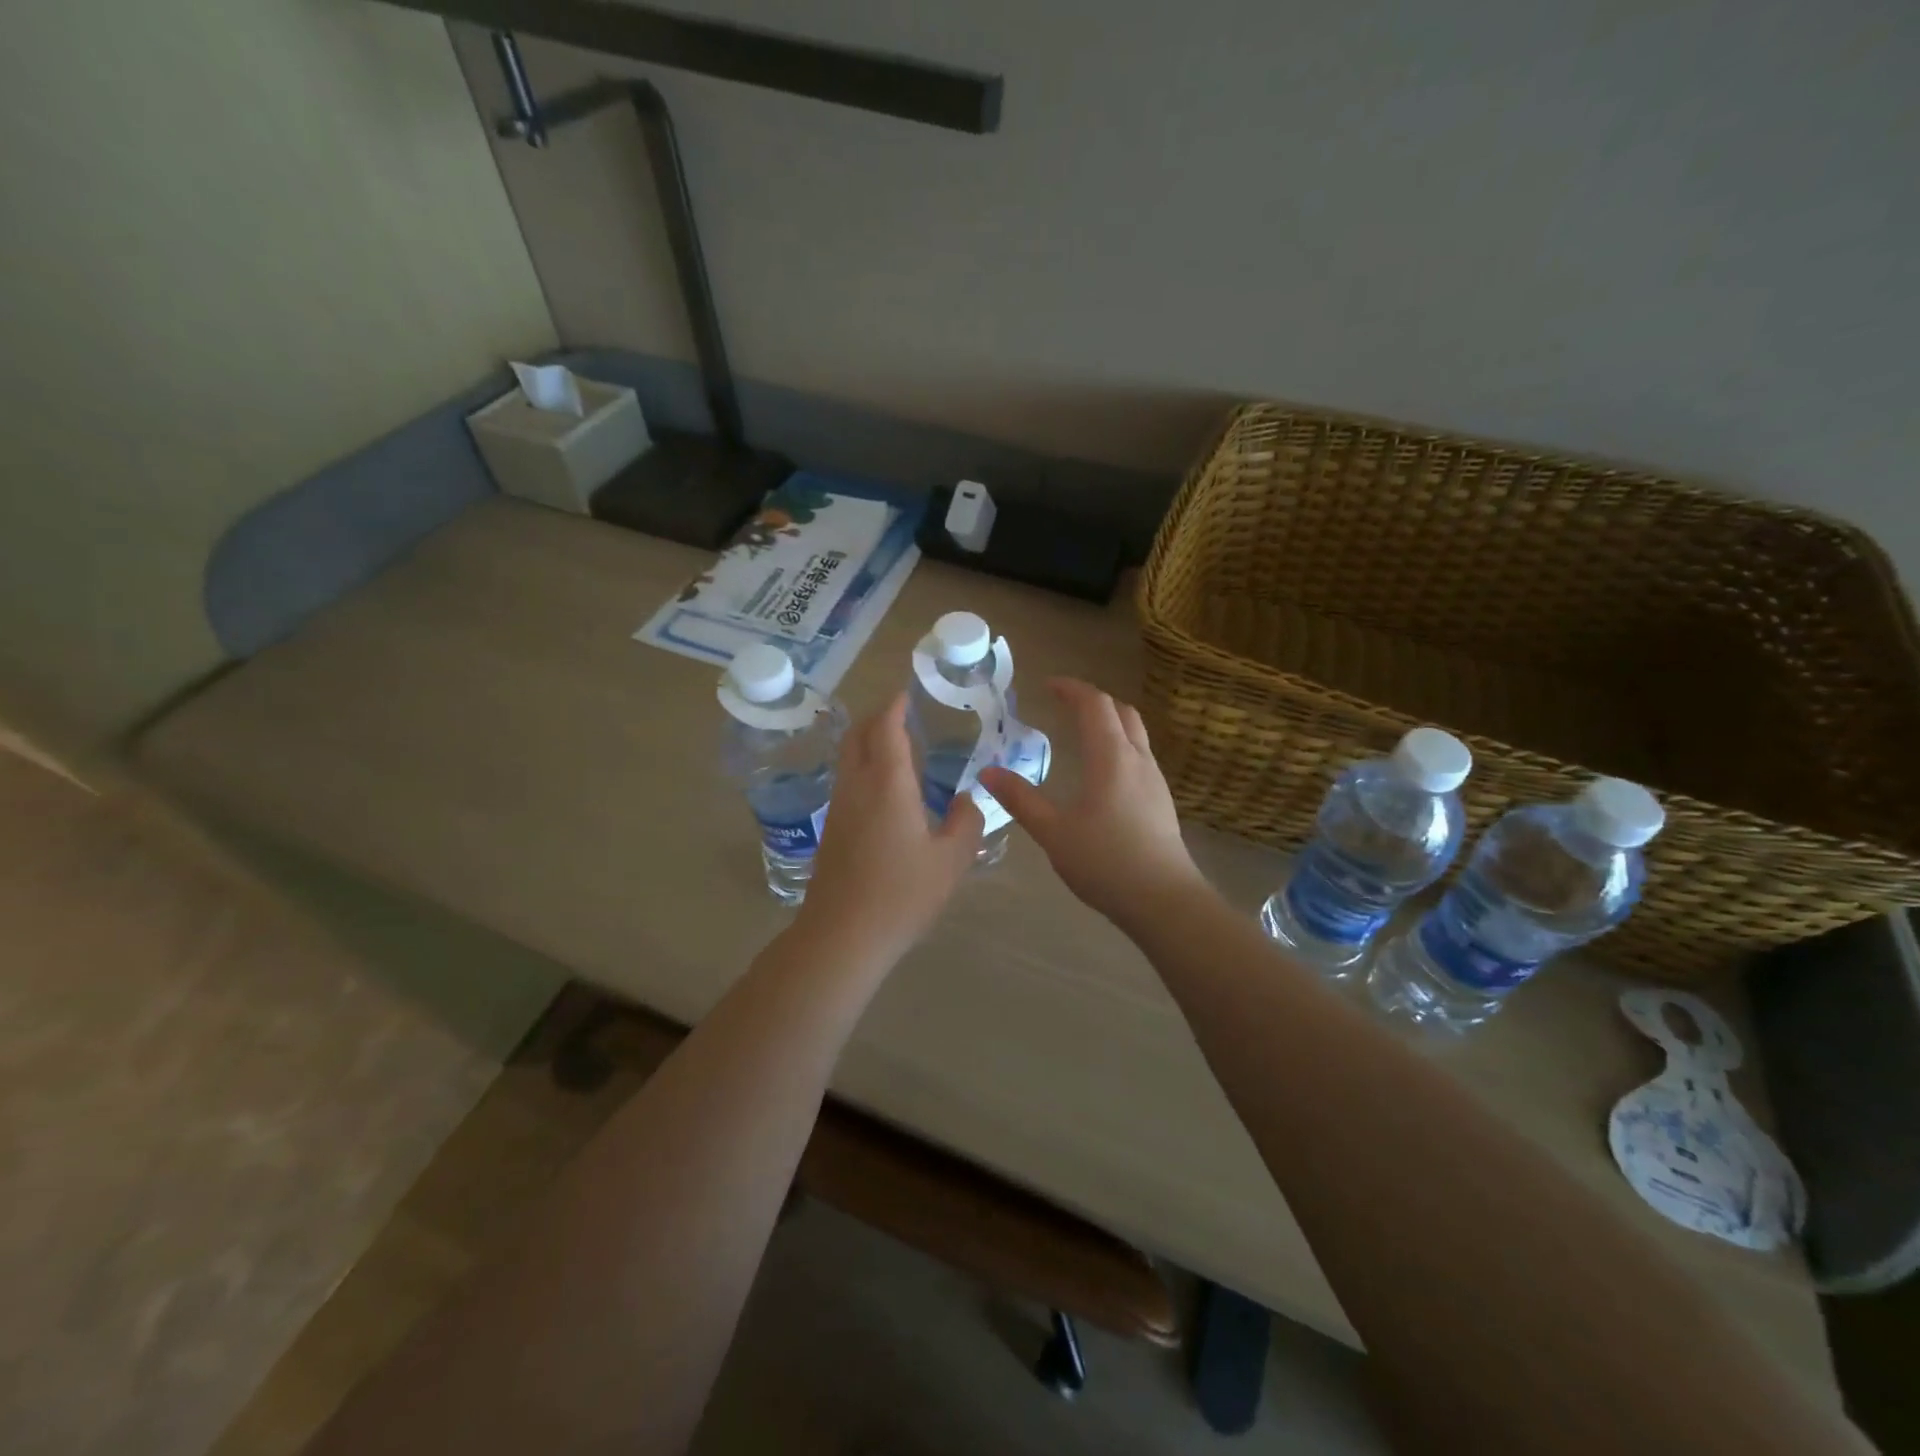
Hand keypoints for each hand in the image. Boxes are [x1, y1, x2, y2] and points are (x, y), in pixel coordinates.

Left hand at [795, 693, 982, 966]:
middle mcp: (857, 786)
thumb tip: (965, 799)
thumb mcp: (951, 860)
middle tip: (902, 714)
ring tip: (896, 747)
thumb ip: (966, 822)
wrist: (843, 934)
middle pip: (858, 735)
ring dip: (867, 742)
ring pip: (848, 758)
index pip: (886, 728)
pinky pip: (847, 780)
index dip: (895, 705)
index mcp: (888, 783)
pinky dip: (863, 767)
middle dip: (877, 717)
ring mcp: (839, 807)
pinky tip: (884, 789)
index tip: (907, 693)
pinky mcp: (832, 829)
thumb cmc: (903, 894)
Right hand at [979, 679, 1204, 930]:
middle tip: (1065, 705)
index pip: (1094, 704)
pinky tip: (1103, 774)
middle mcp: (1138, 759)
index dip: (1071, 689)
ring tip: (1082, 734)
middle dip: (1093, 700)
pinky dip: (1119, 746)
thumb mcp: (1053, 831)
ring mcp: (1155, 780)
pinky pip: (1140, 756)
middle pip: (1121, 711)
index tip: (1048, 685)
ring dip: (1110, 722)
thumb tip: (987, 772)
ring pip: (1135, 733)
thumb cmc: (1105, 861)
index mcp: (1111, 757)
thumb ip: (1020, 799)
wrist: (1163, 900)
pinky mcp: (1161, 801)